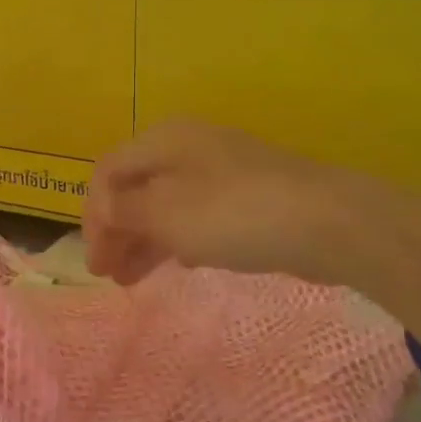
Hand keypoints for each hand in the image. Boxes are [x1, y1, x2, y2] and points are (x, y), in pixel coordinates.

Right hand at [83, 120, 378, 287]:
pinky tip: (178, 264)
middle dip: (116, 231)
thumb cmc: (233, 213)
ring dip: (143, 240)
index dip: (93, 215)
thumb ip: (124, 211)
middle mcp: (187, 148)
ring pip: (166, 205)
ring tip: (130, 280)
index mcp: (163, 141)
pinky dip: (178, 239)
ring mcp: (221, 171)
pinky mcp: (247, 197)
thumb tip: (102, 210)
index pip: (108, 172)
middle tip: (107, 273)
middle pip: (136, 188)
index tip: (94, 259)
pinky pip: (198, 216)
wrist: (328, 222)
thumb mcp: (166, 213)